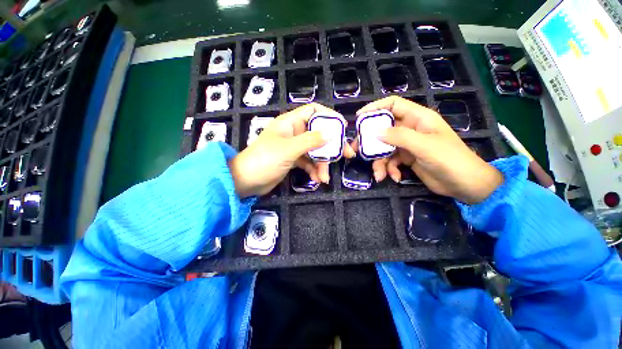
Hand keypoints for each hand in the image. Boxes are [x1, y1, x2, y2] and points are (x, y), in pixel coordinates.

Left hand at [229, 103, 354, 197]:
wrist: (246, 181)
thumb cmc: (264, 160)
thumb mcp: (289, 149)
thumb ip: (310, 140)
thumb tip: (331, 133)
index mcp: (290, 122)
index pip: (313, 111)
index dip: (329, 116)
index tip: (343, 127)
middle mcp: (294, 132)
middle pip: (319, 133)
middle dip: (332, 145)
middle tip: (347, 155)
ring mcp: (294, 147)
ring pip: (315, 151)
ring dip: (322, 164)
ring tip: (325, 177)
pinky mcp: (293, 160)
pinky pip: (308, 162)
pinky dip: (314, 170)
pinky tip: (317, 180)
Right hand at [354, 96, 502, 203]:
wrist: (464, 184)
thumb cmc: (450, 159)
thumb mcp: (424, 146)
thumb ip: (399, 136)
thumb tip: (374, 132)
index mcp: (418, 118)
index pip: (393, 105)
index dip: (375, 108)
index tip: (359, 118)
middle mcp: (411, 129)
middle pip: (383, 129)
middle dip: (370, 142)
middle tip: (357, 150)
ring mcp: (408, 145)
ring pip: (385, 148)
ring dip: (380, 162)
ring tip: (379, 175)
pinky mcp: (407, 158)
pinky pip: (391, 161)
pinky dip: (390, 169)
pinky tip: (394, 177)